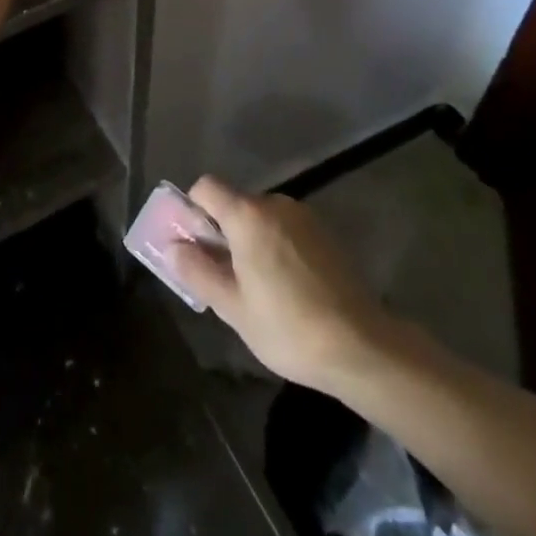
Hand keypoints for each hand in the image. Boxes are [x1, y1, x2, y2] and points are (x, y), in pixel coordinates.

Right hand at [169, 176, 401, 392]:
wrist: (364, 348)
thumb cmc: (289, 326)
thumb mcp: (232, 307)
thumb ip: (197, 271)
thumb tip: (172, 246)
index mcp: (247, 214)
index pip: (205, 187)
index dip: (193, 210)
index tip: (196, 245)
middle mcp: (275, 204)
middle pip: (235, 203)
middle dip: (223, 232)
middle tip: (225, 276)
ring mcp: (305, 217)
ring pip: (262, 218)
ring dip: (252, 241)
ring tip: (260, 287)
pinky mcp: (327, 235)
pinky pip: (287, 230)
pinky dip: (278, 248)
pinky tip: (289, 288)